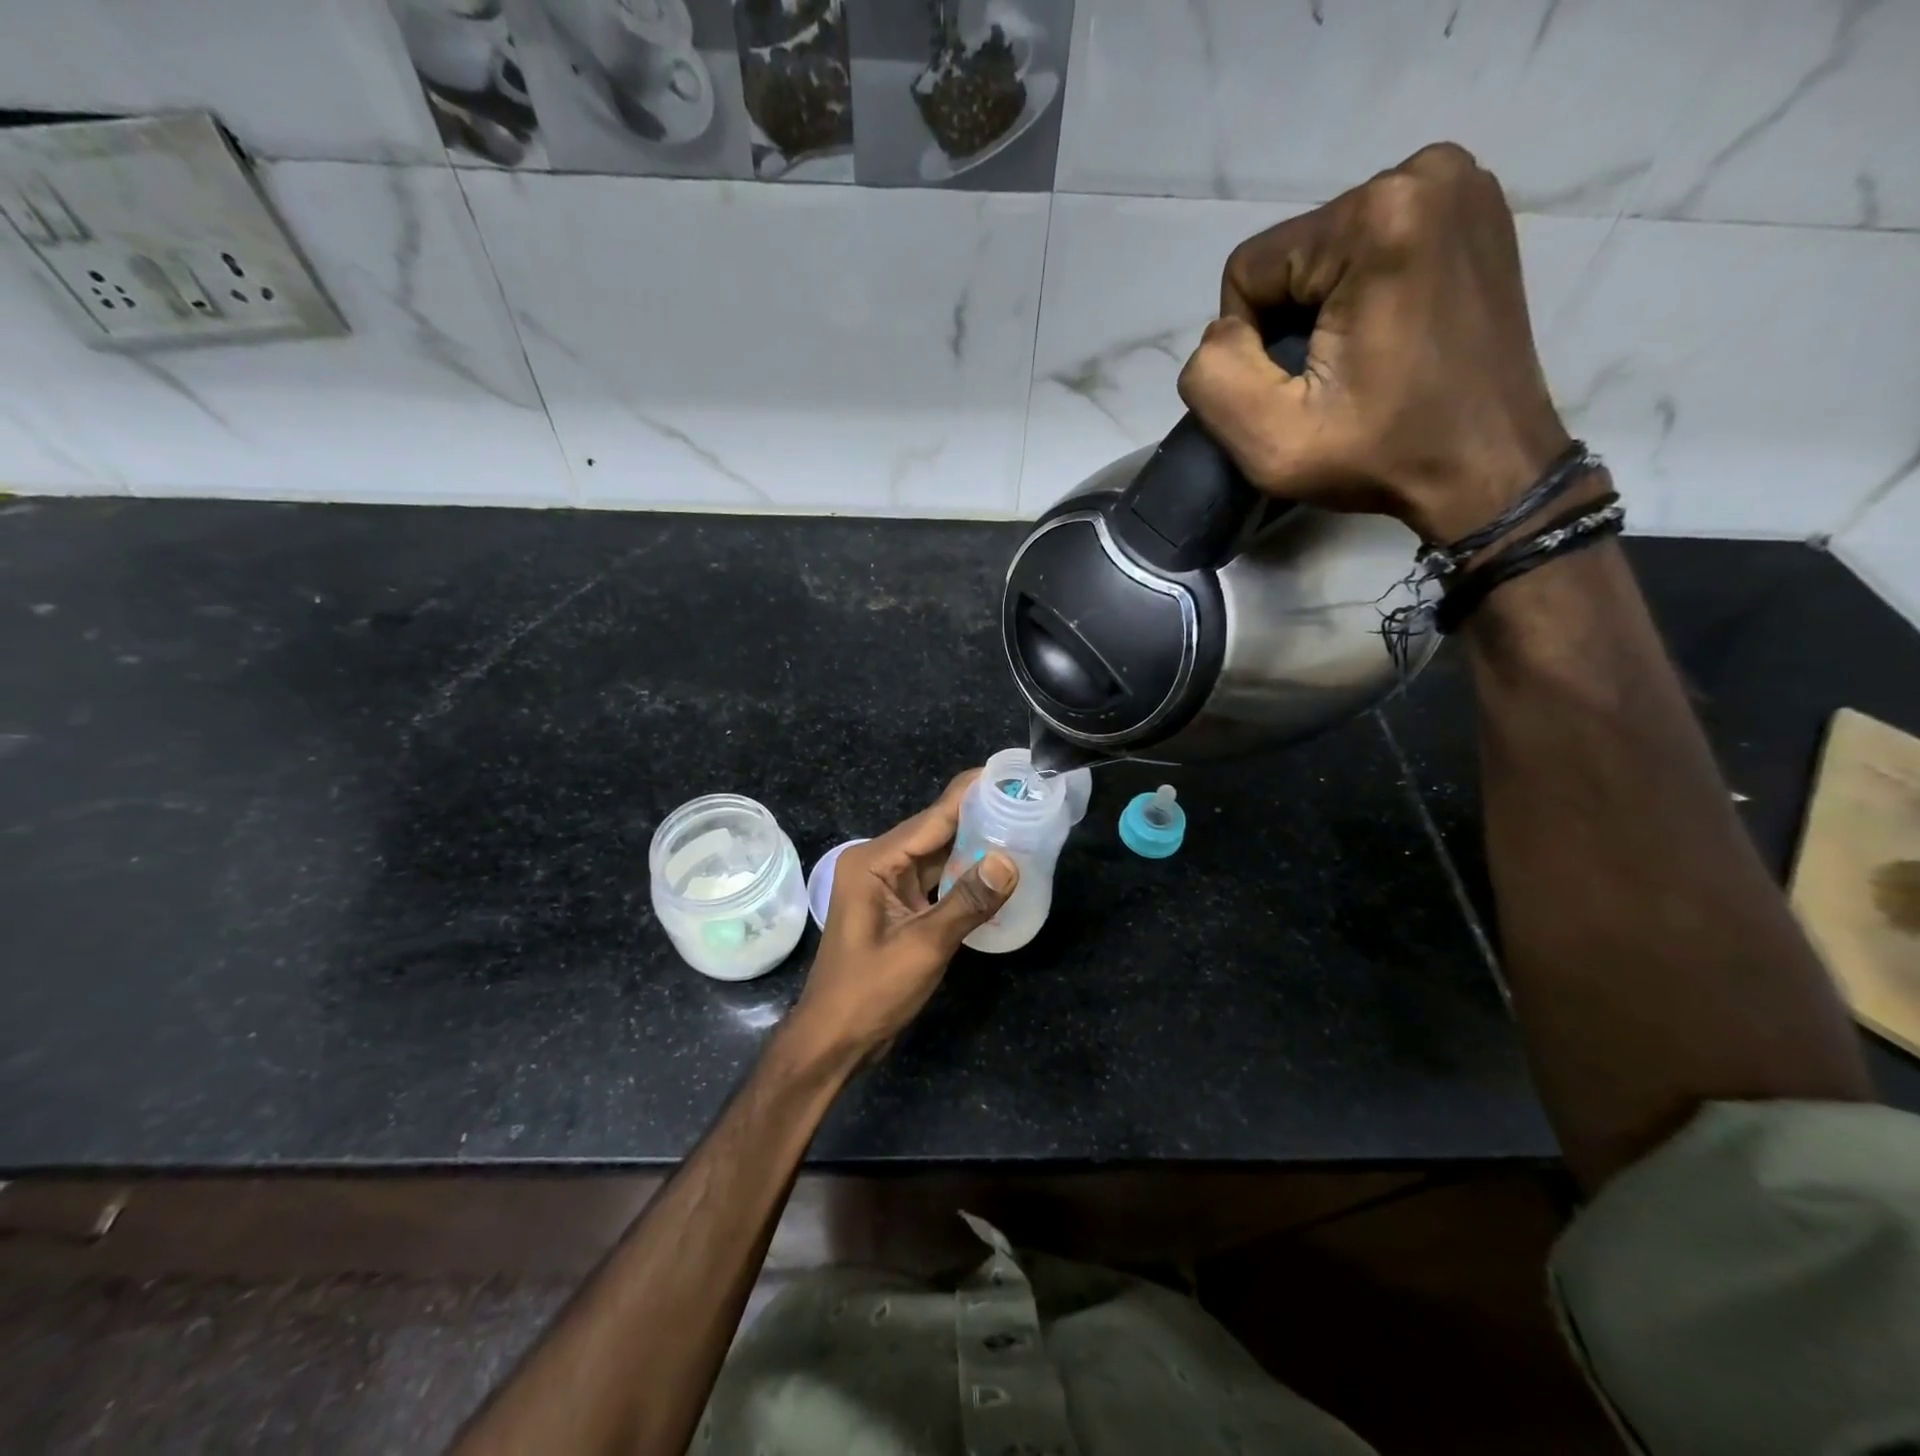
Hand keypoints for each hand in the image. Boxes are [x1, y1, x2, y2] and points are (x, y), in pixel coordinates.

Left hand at [786, 771, 1017, 1063]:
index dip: (971, 794)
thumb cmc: (870, 991)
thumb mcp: (924, 946)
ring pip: (940, 856)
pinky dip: (965, 876)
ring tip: (1022, 827)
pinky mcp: (900, 908)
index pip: (932, 818)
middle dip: (980, 817)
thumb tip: (1010, 861)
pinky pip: (938, 881)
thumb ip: (967, 901)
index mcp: (874, 861)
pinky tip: (998, 870)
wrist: (835, 1040)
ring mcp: (889, 886)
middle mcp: (880, 864)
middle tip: (1027, 802)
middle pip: (936, 831)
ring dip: (976, 846)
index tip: (1008, 773)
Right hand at [1176, 142, 1576, 544]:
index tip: (1299, 387)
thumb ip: (1212, 376)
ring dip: (1322, 309)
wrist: (1486, 467)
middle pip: (1291, 254)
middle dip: (1290, 320)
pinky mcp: (1475, 208)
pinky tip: (1386, 334)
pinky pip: (1371, 245)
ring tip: (1360, 360)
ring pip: (1326, 250)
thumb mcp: (1270, 442)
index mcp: (1375, 217)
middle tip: (1330, 379)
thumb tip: (1222, 333)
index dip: (1251, 341)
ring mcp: (1460, 183)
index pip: (1249, 268)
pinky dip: (1361, 291)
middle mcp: (1424, 174)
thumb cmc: (1380, 456)